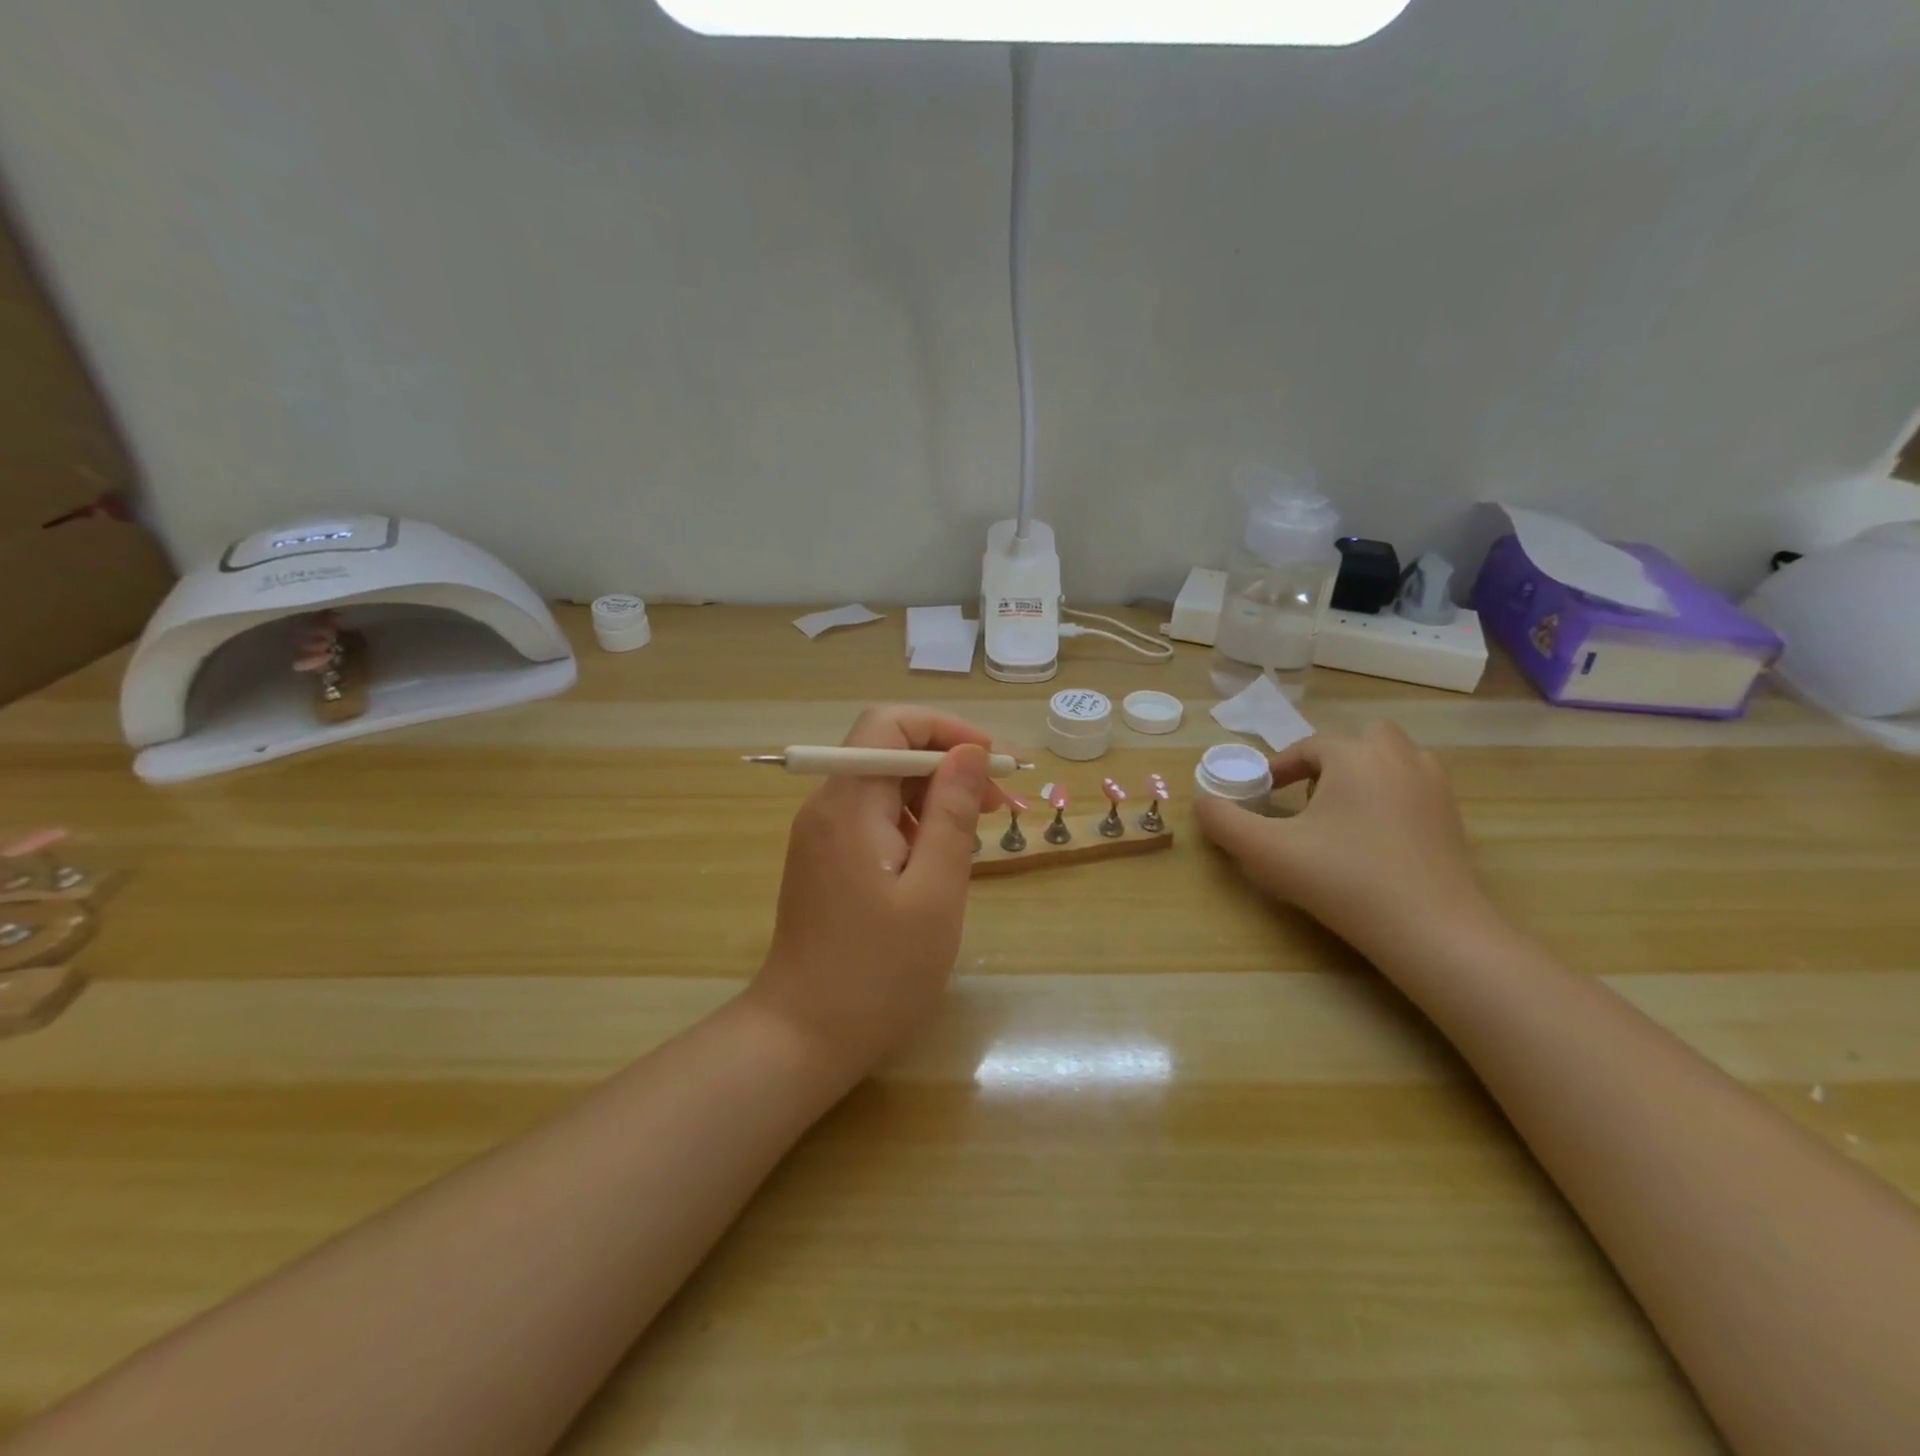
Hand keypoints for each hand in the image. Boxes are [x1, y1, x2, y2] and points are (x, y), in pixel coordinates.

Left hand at [748, 706, 1000, 1083]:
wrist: (803, 1036)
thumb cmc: (879, 972)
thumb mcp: (934, 892)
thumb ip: (951, 814)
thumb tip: (970, 752)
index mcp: (848, 804)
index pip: (888, 724)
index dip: (944, 729)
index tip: (990, 764)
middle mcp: (826, 806)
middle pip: (886, 751)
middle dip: (946, 765)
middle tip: (995, 807)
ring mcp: (821, 835)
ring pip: (882, 785)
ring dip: (932, 796)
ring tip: (974, 836)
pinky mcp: (824, 860)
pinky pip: (872, 818)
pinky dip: (911, 823)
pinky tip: (938, 860)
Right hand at [1193, 723, 1490, 958]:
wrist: (1432, 931)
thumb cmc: (1343, 880)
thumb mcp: (1267, 852)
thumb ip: (1224, 822)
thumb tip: (1200, 802)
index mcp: (1354, 756)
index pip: (1308, 747)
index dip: (1279, 768)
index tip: (1262, 796)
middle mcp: (1399, 758)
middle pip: (1358, 741)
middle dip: (1328, 762)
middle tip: (1306, 799)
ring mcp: (1434, 786)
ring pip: (1392, 760)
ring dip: (1362, 774)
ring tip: (1341, 815)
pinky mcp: (1453, 818)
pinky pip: (1414, 787)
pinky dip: (1391, 796)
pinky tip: (1375, 838)